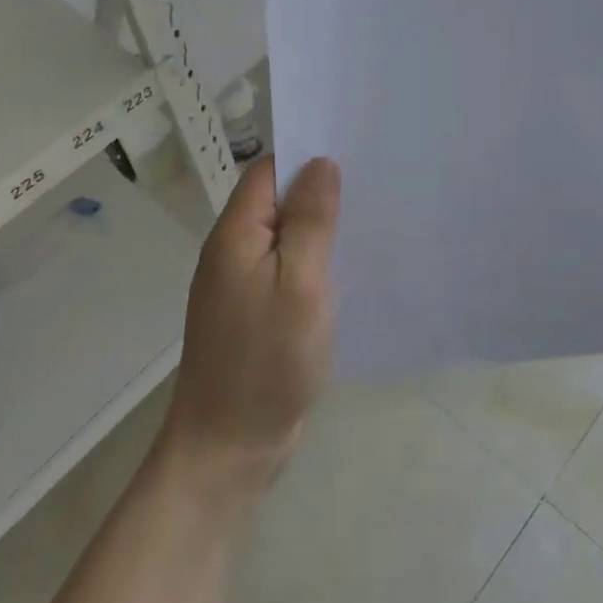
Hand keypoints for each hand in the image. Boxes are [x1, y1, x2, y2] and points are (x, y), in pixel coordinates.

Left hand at [161, 157, 340, 494]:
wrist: (228, 447)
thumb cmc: (266, 361)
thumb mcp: (299, 284)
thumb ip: (310, 221)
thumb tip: (320, 162)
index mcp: (235, 235)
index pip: (268, 172)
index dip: (307, 158)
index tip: (354, 155)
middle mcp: (232, 252)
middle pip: (277, 202)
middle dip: (320, 193)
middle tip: (374, 187)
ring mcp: (242, 285)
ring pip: (284, 238)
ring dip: (319, 230)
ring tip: (370, 222)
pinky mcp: (255, 313)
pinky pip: (286, 271)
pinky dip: (313, 264)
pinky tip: (346, 270)